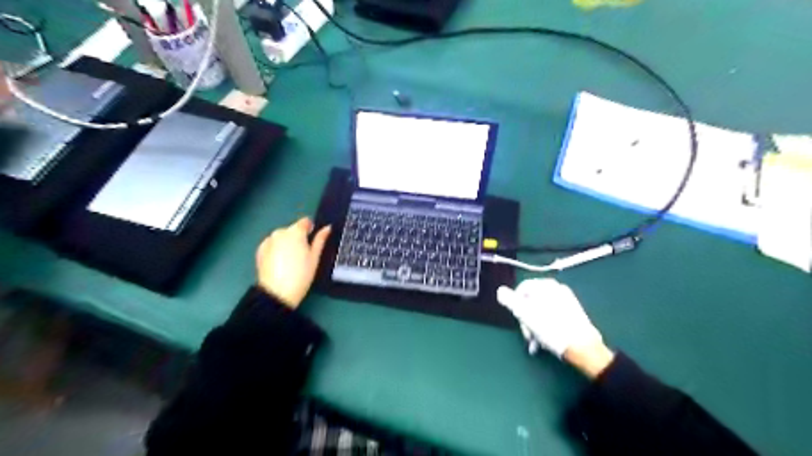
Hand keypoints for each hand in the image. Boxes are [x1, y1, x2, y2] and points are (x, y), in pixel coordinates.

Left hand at [255, 218, 328, 308]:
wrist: (277, 293)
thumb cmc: (301, 275)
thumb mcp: (315, 257)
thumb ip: (320, 240)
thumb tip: (327, 228)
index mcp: (295, 232)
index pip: (305, 222)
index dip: (311, 229)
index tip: (312, 241)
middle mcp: (280, 232)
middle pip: (292, 229)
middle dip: (298, 238)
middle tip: (303, 255)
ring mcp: (268, 241)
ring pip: (282, 237)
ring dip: (287, 243)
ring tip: (291, 261)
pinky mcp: (260, 250)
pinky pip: (272, 244)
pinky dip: (277, 249)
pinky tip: (281, 263)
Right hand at [498, 279, 604, 359]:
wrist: (582, 347)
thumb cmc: (551, 329)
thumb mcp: (525, 314)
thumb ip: (510, 300)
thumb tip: (500, 291)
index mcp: (546, 285)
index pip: (521, 288)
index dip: (514, 304)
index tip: (516, 319)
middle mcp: (557, 289)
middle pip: (531, 301)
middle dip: (526, 319)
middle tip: (527, 335)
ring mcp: (566, 300)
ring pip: (541, 311)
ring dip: (534, 326)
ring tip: (535, 342)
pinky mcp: (573, 313)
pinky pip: (552, 316)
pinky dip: (546, 326)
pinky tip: (545, 340)